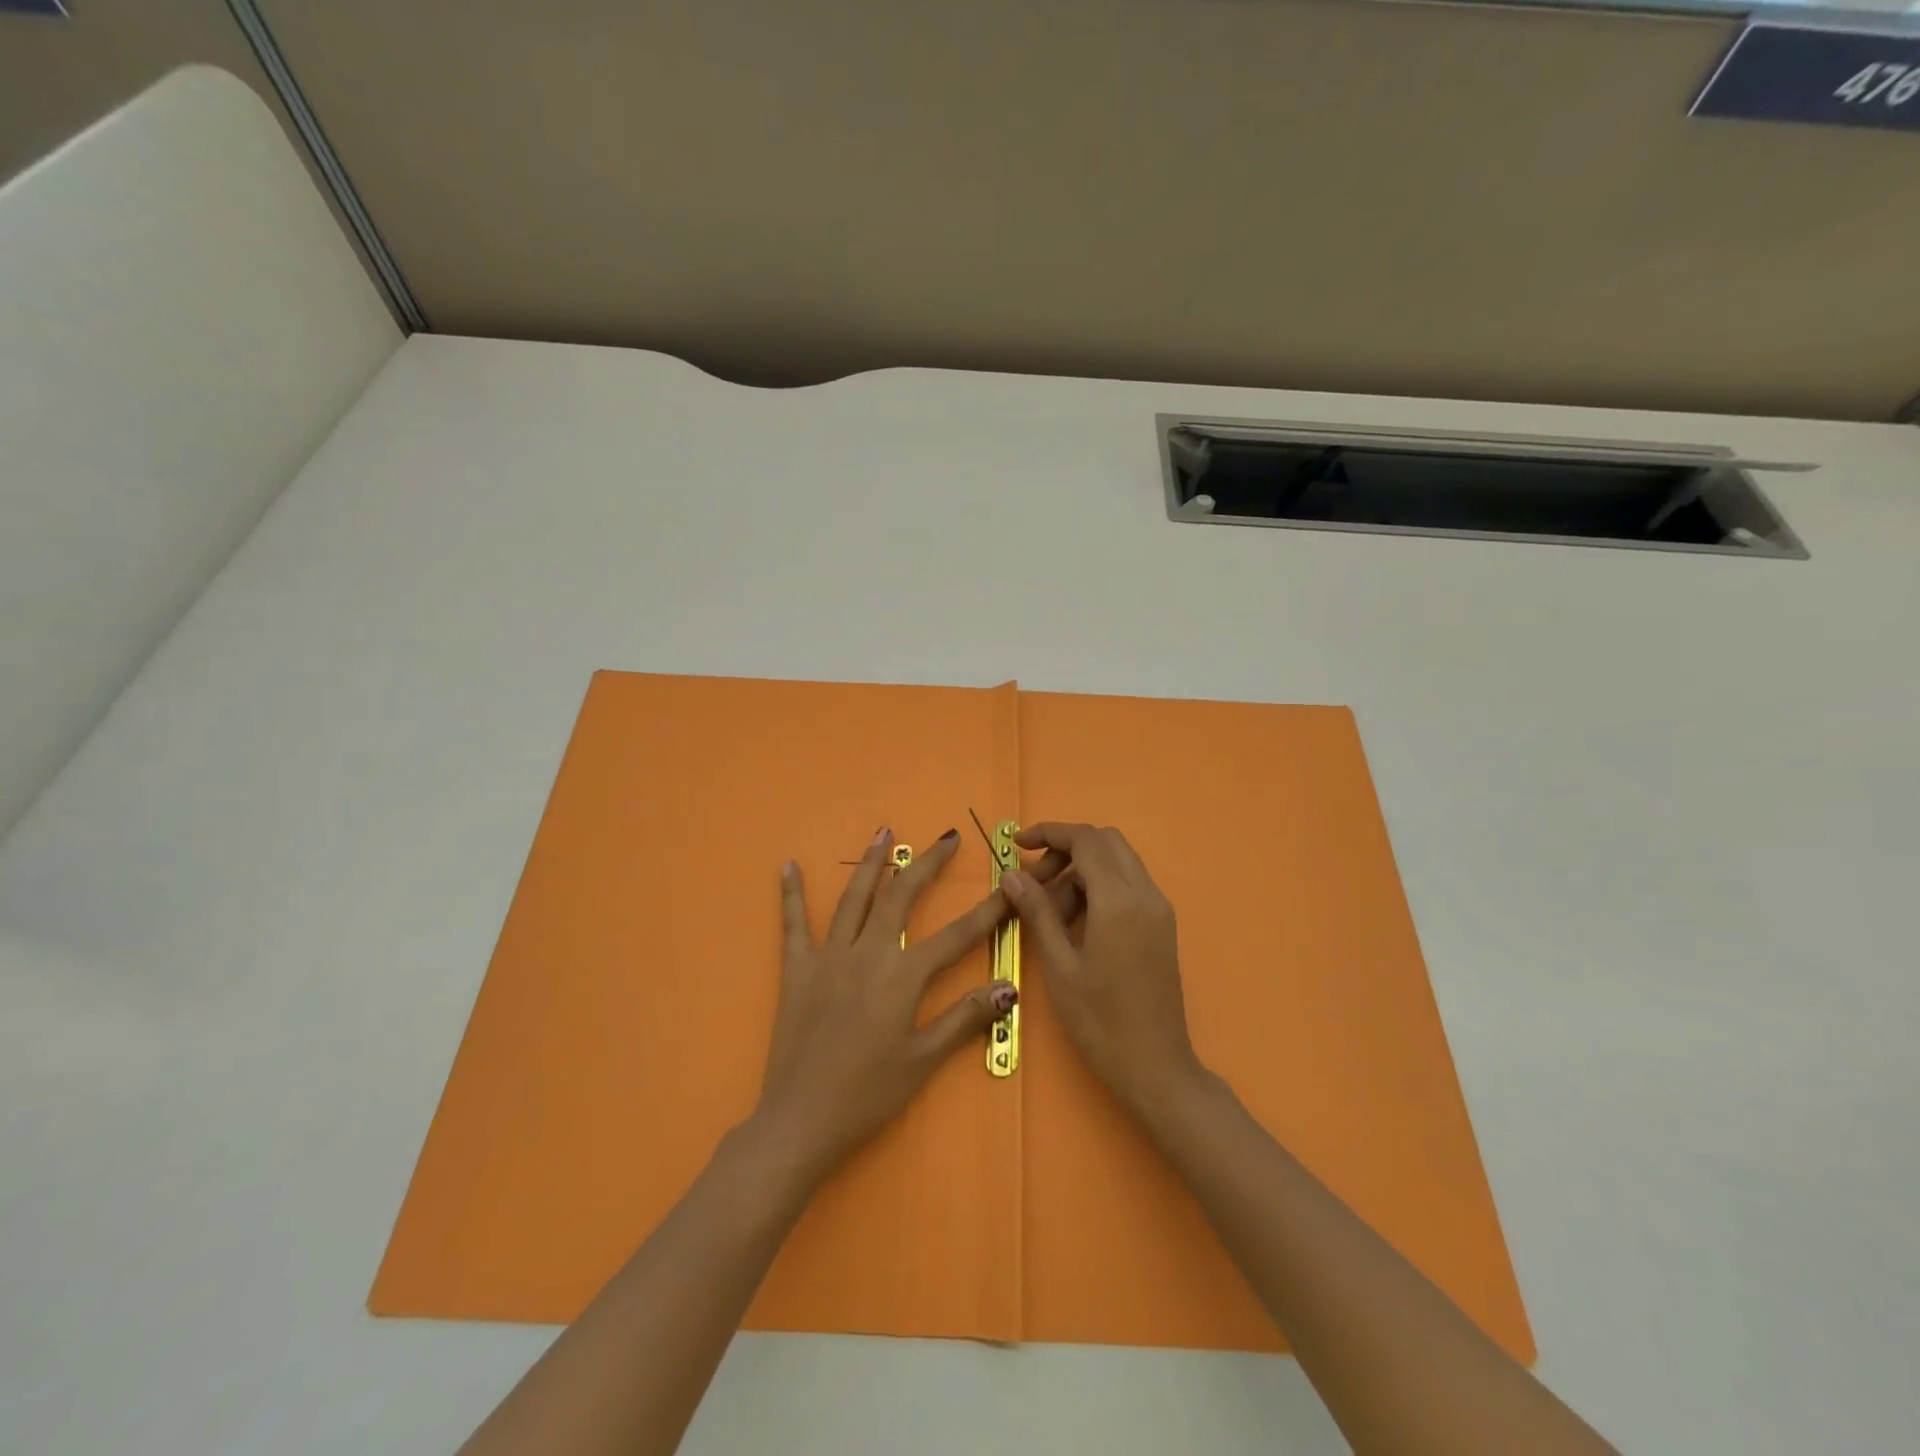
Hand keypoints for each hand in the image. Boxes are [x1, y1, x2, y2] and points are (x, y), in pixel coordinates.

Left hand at [753, 826, 1016, 1174]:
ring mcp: (829, 957)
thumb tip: (1008, 986)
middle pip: (901, 896)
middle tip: (948, 838)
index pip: (956, 935)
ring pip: (853, 898)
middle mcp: (868, 953)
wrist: (800, 1119)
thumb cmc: (867, 1094)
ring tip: (883, 831)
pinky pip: (793, 924)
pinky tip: (788, 866)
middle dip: (927, 864)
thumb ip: (964, 1018)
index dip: (987, 910)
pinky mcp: (797, 969)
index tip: (1010, 885)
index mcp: (902, 976)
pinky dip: (791, 894)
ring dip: (870, 863)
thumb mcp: (923, 1061)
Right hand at [1001, 823, 1202, 1115]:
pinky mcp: (1162, 925)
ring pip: (1118, 862)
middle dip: (1067, 848)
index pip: (1086, 840)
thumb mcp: (1059, 966)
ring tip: (1051, 910)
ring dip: (1083, 869)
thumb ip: (1037, 912)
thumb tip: (1012, 874)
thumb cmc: (1100, 1021)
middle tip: (1035, 880)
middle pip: (1105, 842)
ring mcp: (1159, 909)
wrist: (1157, 1068)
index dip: (1050, 833)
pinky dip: (1100, 886)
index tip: (1018, 844)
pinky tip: (1077, 922)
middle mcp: (1146, 894)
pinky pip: (1129, 885)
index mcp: (1120, 901)